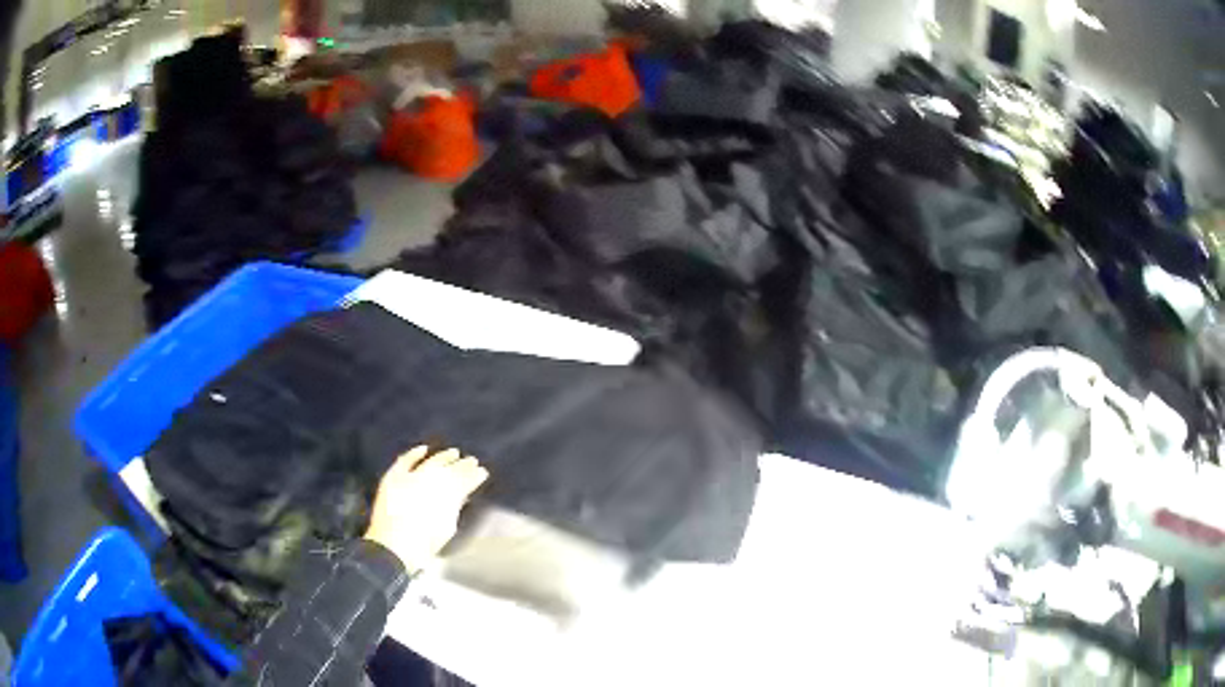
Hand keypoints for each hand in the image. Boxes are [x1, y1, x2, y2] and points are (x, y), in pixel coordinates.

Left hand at [364, 446, 488, 573]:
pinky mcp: (394, 477)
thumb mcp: (446, 528)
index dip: (474, 475)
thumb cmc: (424, 544)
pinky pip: (405, 461)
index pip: (465, 480)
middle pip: (450, 469)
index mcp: (447, 496)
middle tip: (472, 460)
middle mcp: (431, 482)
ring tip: (454, 452)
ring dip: (444, 457)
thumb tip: (461, 495)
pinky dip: (414, 454)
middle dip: (463, 465)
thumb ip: (454, 508)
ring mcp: (411, 478)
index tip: (482, 471)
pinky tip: (423, 449)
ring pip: (431, 462)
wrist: (393, 547)